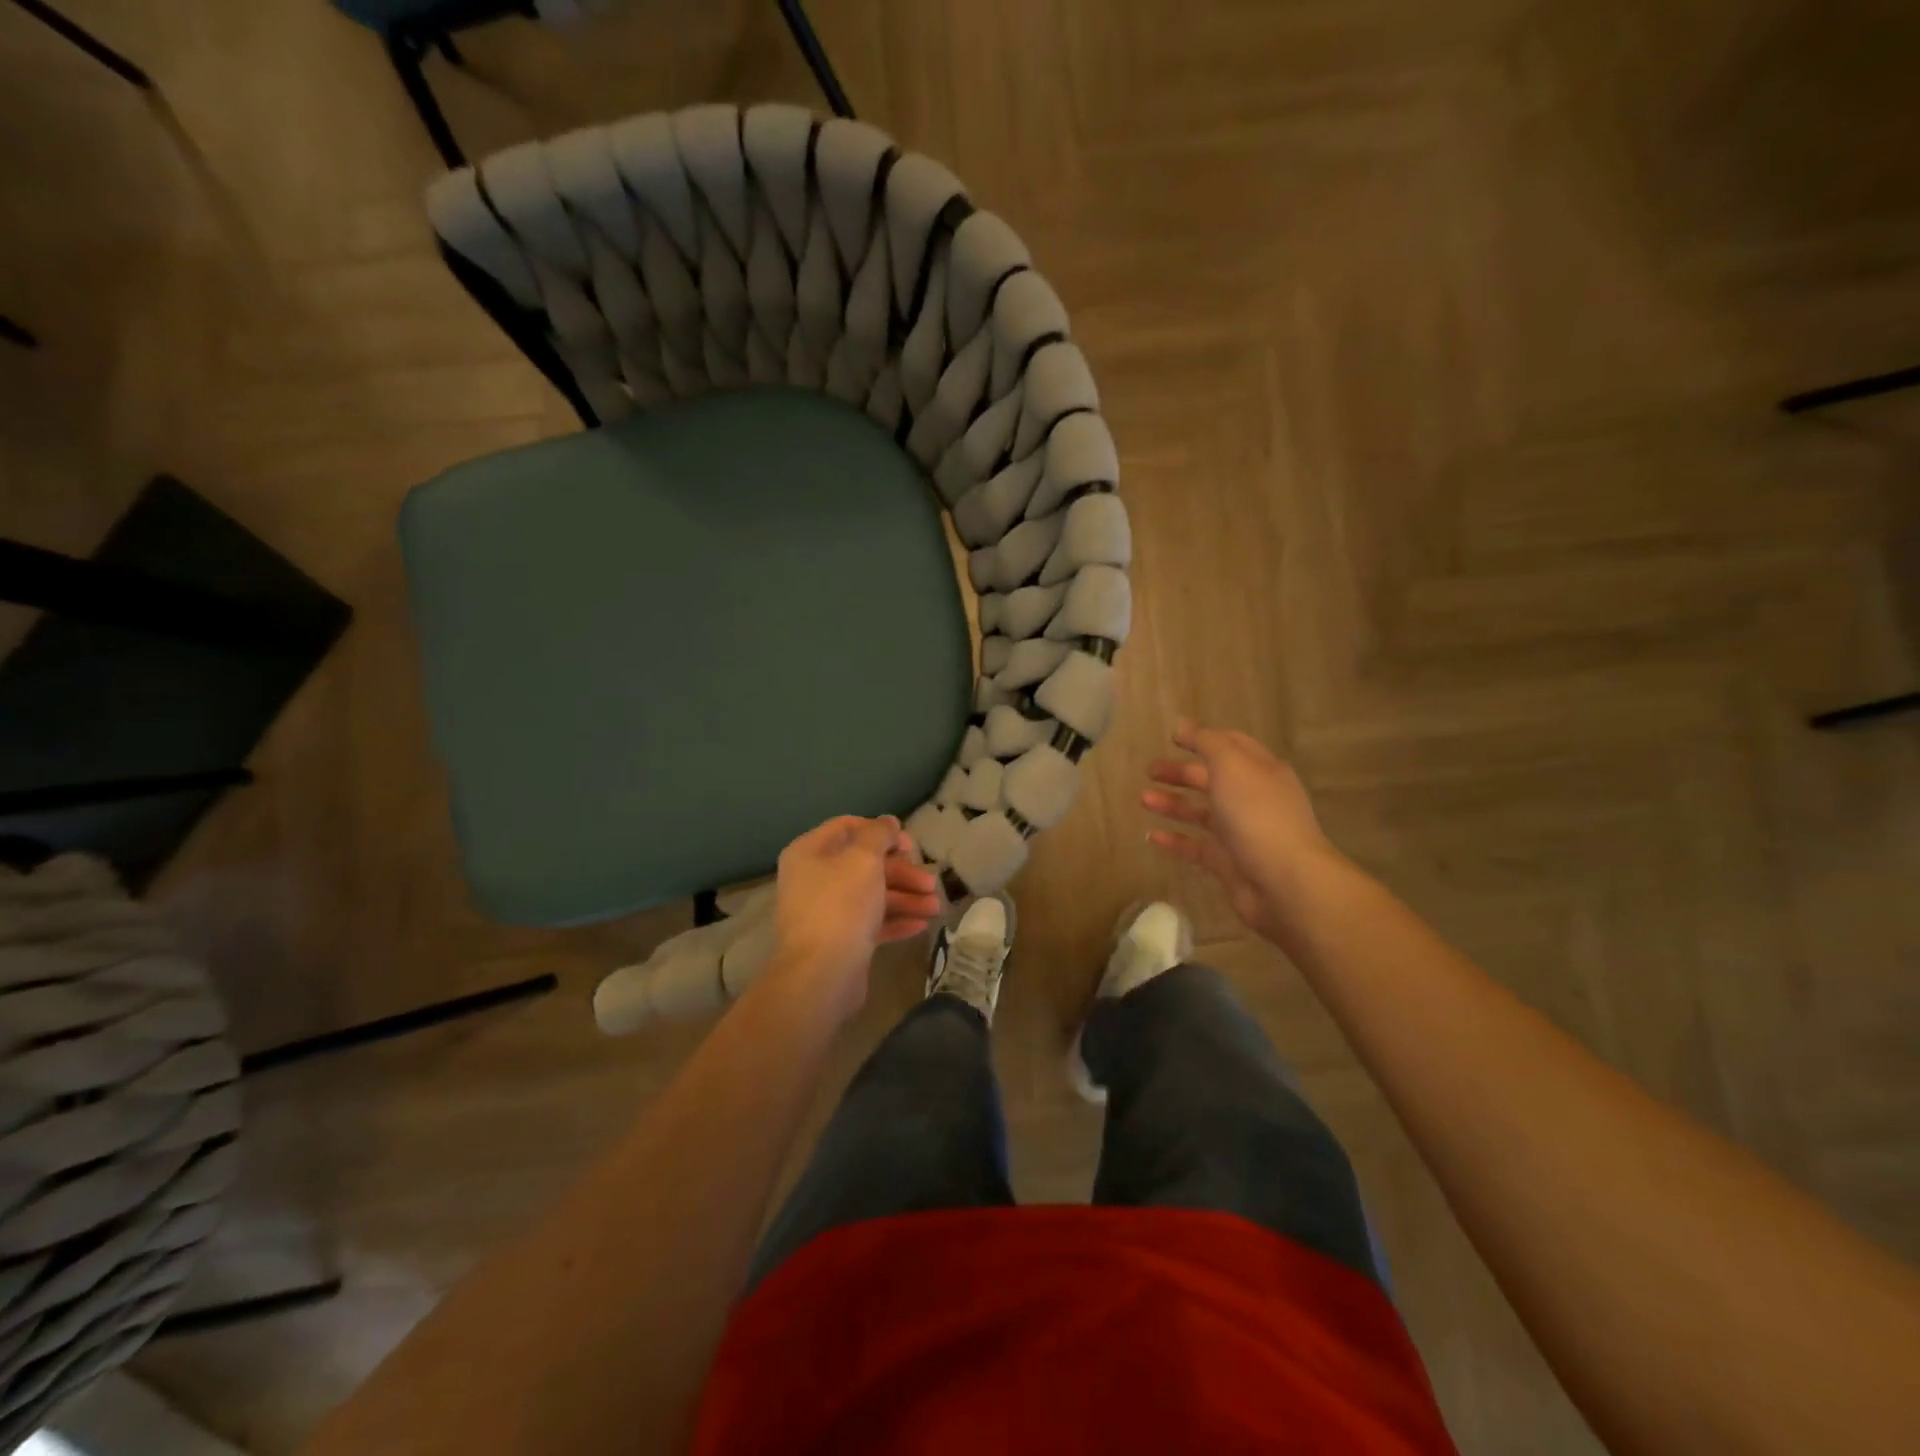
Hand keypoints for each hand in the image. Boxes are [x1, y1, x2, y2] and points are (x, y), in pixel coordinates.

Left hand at [766, 815, 940, 1020]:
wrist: (821, 975)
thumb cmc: (841, 906)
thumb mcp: (864, 859)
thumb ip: (879, 834)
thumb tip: (888, 821)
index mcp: (810, 852)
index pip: (848, 827)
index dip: (882, 831)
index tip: (909, 845)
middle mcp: (814, 878)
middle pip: (864, 864)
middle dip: (902, 872)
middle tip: (930, 882)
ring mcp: (825, 911)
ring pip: (871, 894)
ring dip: (905, 897)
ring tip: (935, 908)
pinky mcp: (839, 940)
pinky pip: (870, 922)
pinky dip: (895, 920)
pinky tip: (921, 925)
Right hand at [1142, 719, 1339, 943]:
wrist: (1285, 882)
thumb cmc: (1257, 814)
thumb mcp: (1231, 765)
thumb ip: (1206, 742)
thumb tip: (1182, 724)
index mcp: (1260, 770)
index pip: (1230, 745)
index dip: (1202, 738)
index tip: (1171, 737)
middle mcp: (1253, 798)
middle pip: (1212, 779)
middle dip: (1181, 773)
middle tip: (1149, 771)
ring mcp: (1241, 832)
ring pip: (1201, 813)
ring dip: (1172, 804)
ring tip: (1142, 799)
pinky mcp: (1229, 863)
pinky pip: (1196, 847)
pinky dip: (1174, 841)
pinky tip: (1151, 837)